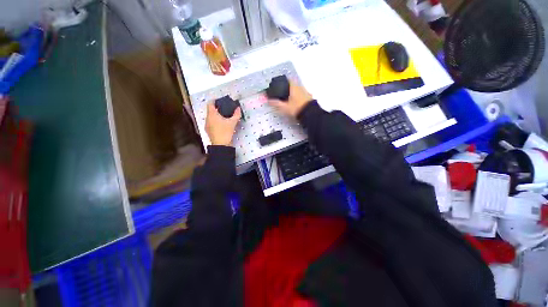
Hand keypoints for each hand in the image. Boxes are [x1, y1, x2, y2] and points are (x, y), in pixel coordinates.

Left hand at [205, 102, 241, 145]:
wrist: (221, 145)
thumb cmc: (225, 132)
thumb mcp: (232, 123)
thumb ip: (236, 114)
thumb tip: (238, 108)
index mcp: (212, 114)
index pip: (210, 103)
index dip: (215, 100)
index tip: (221, 101)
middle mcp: (207, 118)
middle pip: (210, 110)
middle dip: (217, 109)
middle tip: (225, 109)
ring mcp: (207, 125)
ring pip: (211, 117)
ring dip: (216, 116)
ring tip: (224, 117)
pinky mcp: (208, 131)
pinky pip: (211, 123)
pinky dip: (215, 121)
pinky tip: (222, 125)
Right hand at [268, 81, 312, 117]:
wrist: (310, 114)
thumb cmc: (296, 108)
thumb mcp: (284, 107)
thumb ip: (276, 103)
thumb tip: (267, 100)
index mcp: (294, 87)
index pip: (288, 79)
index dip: (284, 80)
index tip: (279, 83)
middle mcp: (300, 87)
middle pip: (293, 84)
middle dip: (288, 87)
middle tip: (282, 92)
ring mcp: (306, 92)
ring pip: (298, 89)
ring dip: (293, 92)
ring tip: (288, 98)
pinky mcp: (309, 98)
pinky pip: (302, 94)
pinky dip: (298, 96)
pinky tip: (295, 102)